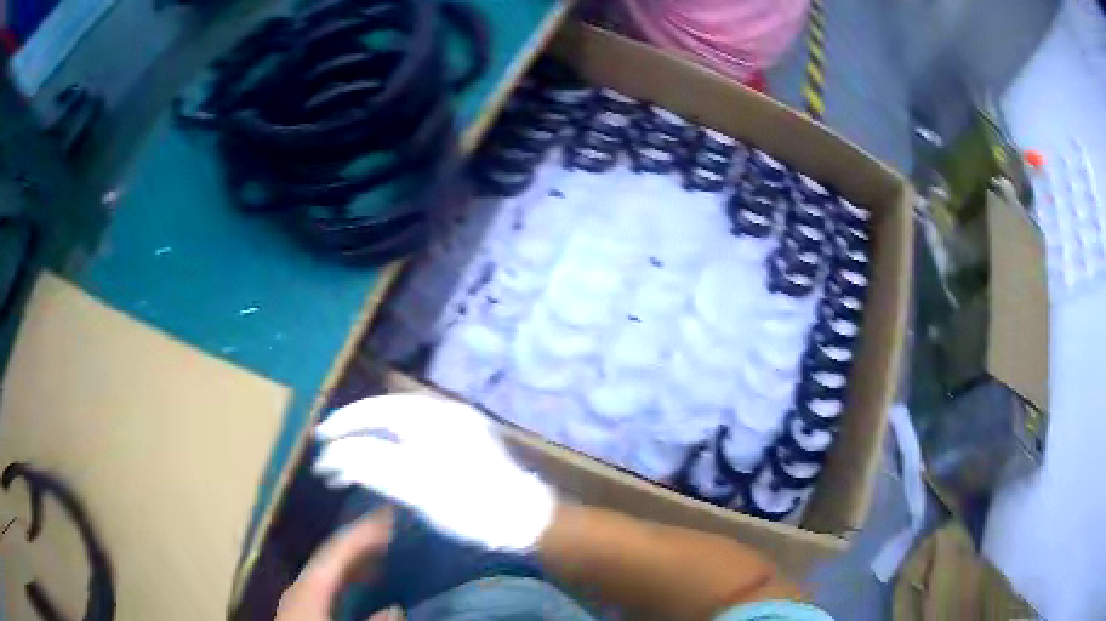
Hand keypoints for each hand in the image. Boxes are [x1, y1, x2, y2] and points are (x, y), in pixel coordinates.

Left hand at [276, 509, 400, 620]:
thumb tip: (395, 608)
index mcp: (309, 587)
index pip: (337, 549)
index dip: (363, 531)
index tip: (388, 516)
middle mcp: (300, 585)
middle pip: (331, 557)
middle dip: (361, 544)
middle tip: (391, 532)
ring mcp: (298, 598)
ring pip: (329, 571)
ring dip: (356, 563)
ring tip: (383, 556)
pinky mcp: (300, 610)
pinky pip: (326, 585)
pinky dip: (346, 580)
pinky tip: (360, 586)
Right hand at [313, 394, 556, 550]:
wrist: (526, 520)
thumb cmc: (472, 506)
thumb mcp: (418, 489)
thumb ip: (374, 465)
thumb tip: (337, 454)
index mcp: (435, 417)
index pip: (376, 410)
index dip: (344, 422)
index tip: (320, 439)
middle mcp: (444, 412)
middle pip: (386, 412)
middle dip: (353, 428)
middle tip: (328, 447)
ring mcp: (456, 426)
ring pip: (399, 423)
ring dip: (370, 437)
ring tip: (347, 457)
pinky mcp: (462, 443)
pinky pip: (414, 434)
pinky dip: (390, 444)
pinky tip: (379, 458)